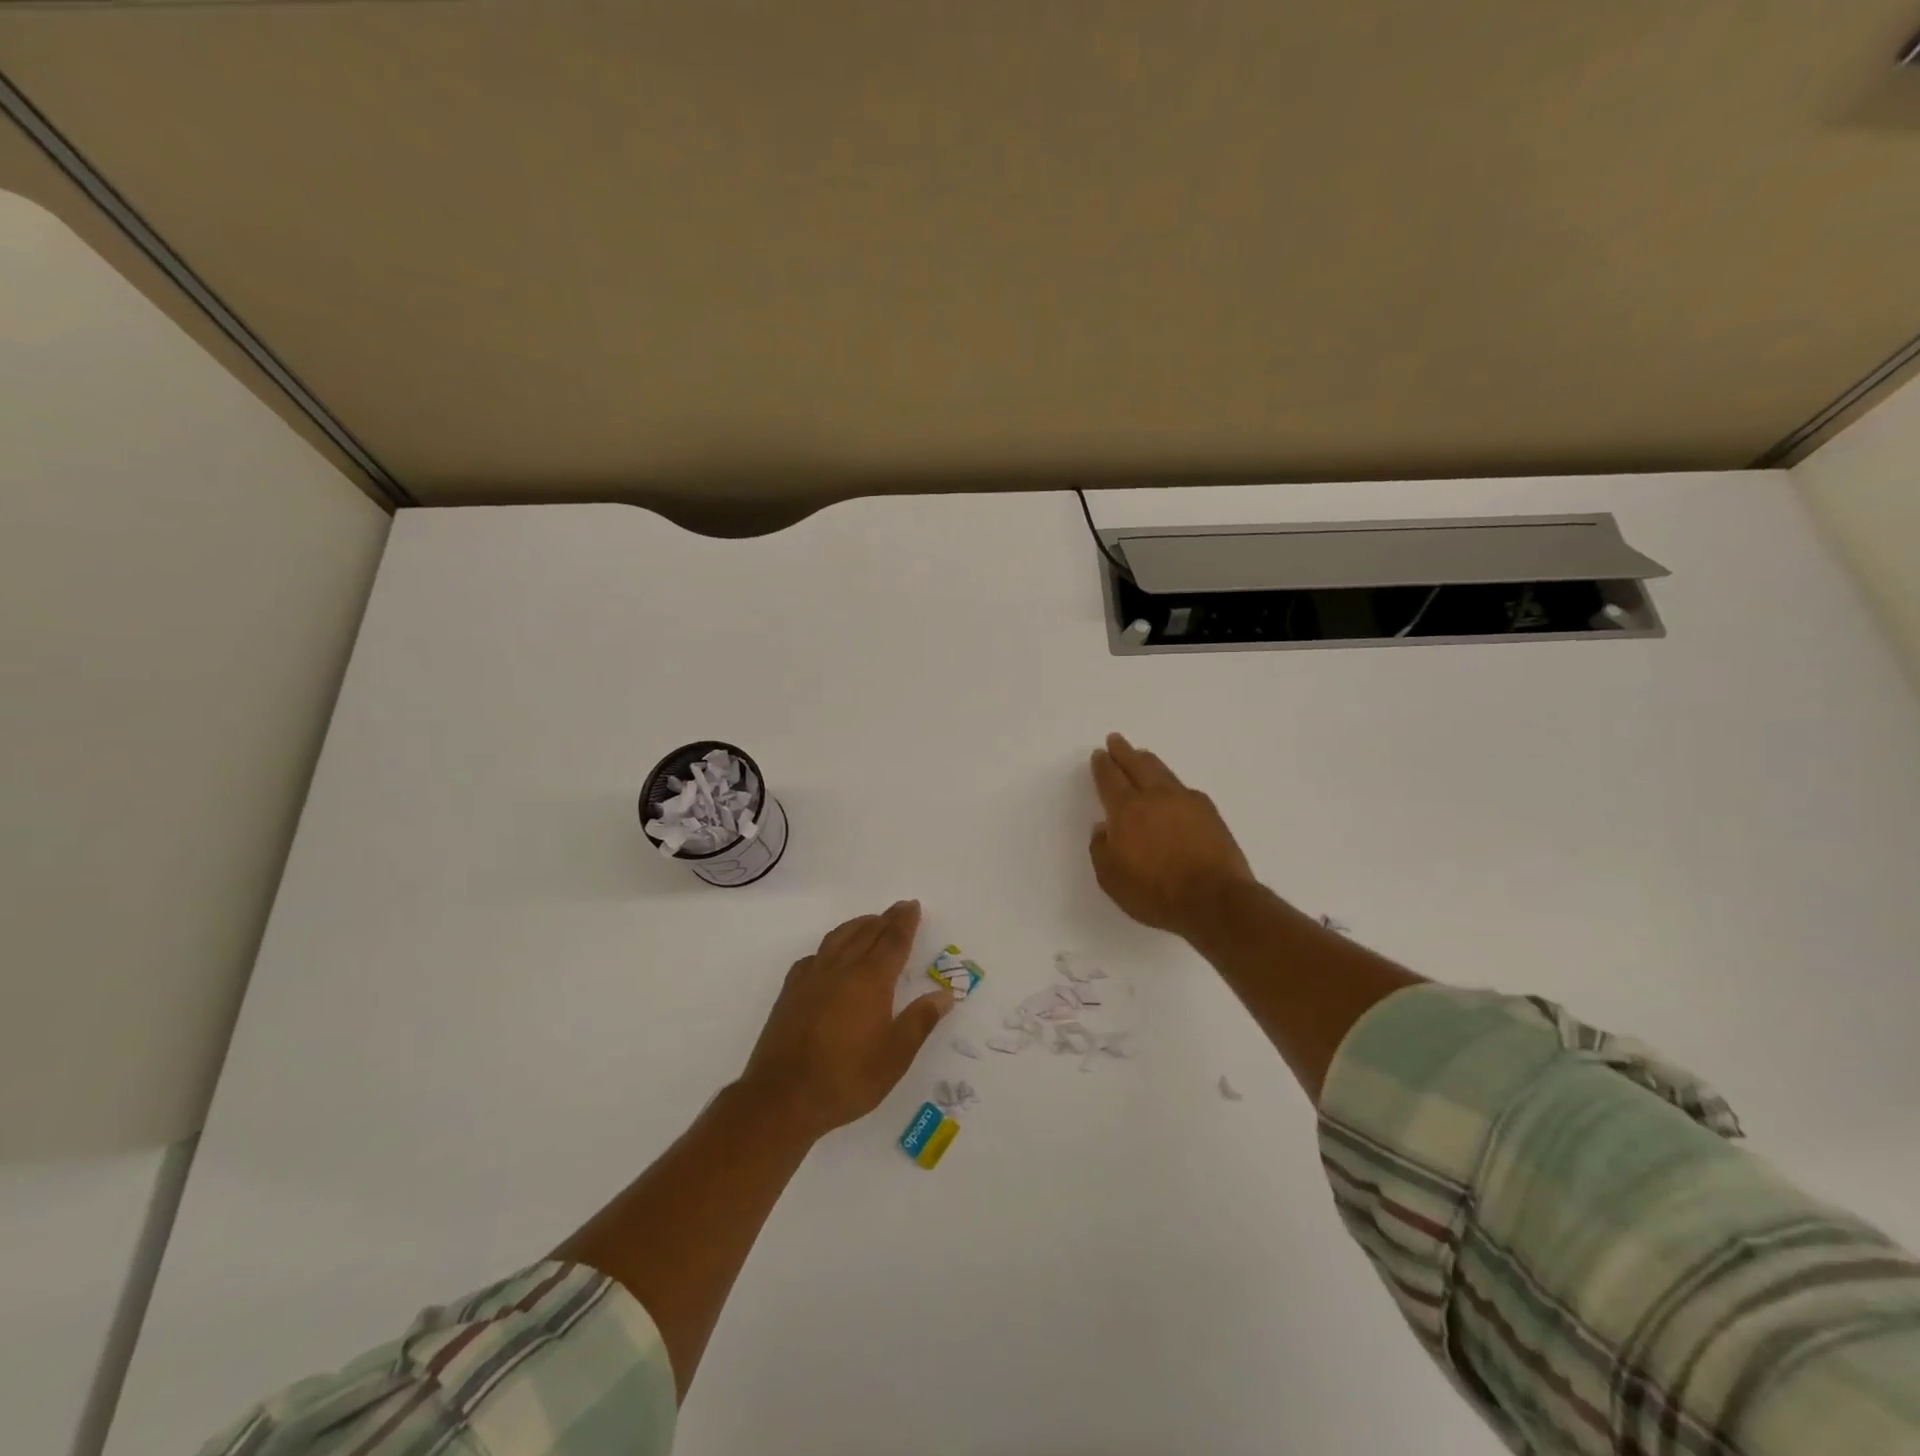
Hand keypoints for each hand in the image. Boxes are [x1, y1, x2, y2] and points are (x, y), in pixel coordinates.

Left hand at [740, 900, 952, 1137]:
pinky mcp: (790, 992)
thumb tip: (945, 994)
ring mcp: (811, 978)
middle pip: (866, 933)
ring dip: (857, 926)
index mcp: (871, 980)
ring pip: (838, 938)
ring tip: (869, 923)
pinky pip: (813, 956)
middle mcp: (841, 968)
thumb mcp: (895, 1056)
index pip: (893, 941)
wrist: (782, 1097)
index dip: (904, 922)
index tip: (912, 905)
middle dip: (885, 919)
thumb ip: (920, 1021)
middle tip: (898, 909)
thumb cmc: (847, 1078)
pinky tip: (828, 957)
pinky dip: (828, 948)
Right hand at [1089, 733, 1255, 939]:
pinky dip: (1173, 785)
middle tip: (1117, 740)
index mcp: (1127, 810)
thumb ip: (1102, 849)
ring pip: (1164, 772)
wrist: (1216, 901)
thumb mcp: (1112, 879)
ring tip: (1143, 756)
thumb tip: (1103, 829)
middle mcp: (1156, 797)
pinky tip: (1173, 791)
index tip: (1099, 754)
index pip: (1110, 779)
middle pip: (1138, 765)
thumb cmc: (1156, 893)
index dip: (1103, 765)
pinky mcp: (1211, 814)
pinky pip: (1185, 790)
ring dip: (1149, 762)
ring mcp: (1187, 802)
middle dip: (1125, 752)